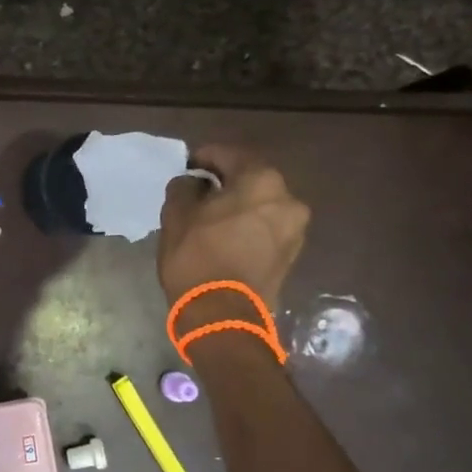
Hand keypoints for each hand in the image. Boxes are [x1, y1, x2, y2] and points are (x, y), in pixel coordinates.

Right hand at [158, 145, 309, 310]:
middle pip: (251, 179)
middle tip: (198, 190)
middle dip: (225, 181)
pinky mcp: (291, 253)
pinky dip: (247, 224)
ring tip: (210, 215)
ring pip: (261, 204)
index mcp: (261, 180)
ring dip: (238, 204)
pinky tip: (225, 234)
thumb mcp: (177, 215)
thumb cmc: (197, 257)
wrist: (223, 315)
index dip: (204, 158)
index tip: (186, 166)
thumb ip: (184, 188)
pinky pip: (266, 227)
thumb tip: (193, 183)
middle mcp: (287, 198)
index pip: (229, 155)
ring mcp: (294, 228)